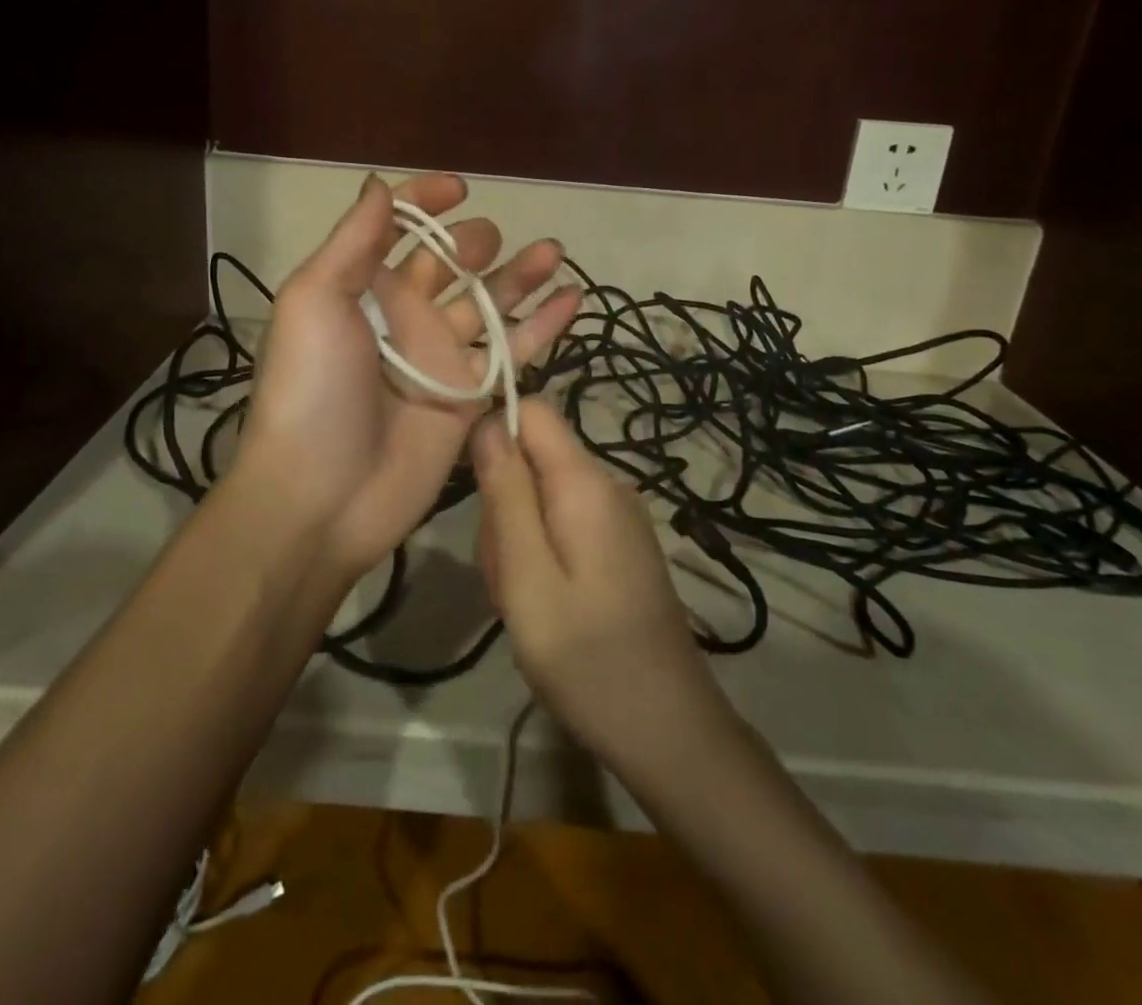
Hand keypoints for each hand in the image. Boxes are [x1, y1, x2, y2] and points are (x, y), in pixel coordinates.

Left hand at [237, 172, 580, 577]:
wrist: (322, 494)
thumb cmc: (312, 387)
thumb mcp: (314, 300)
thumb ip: (352, 242)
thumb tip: (379, 184)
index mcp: (361, 290)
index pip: (396, 230)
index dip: (424, 203)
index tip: (459, 189)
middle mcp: (403, 318)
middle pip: (448, 267)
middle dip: (473, 243)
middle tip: (491, 241)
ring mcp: (439, 359)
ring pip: (489, 306)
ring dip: (520, 277)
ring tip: (553, 251)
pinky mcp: (469, 399)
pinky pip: (512, 354)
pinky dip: (543, 327)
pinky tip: (573, 299)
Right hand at [472, 398, 738, 776]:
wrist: (668, 731)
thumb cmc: (587, 657)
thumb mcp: (527, 576)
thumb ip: (506, 493)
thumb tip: (488, 421)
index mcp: (586, 483)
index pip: (535, 410)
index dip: (495, 430)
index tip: (472, 485)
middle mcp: (608, 486)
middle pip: (533, 458)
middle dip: (504, 503)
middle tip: (506, 573)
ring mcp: (617, 517)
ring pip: (542, 495)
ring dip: (517, 538)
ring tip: (524, 600)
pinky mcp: (619, 546)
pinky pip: (563, 524)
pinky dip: (540, 555)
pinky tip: (544, 605)